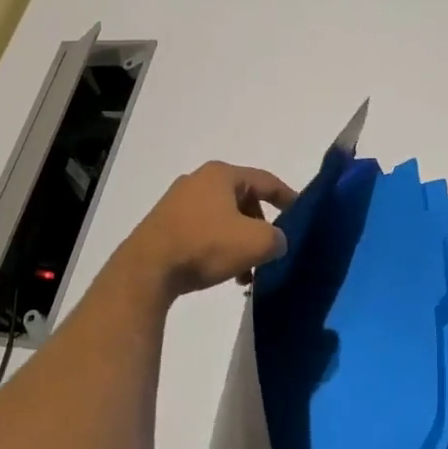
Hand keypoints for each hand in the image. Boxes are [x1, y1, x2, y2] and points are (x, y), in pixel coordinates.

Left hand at [118, 161, 297, 297]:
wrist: (146, 270)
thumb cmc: (205, 246)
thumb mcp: (255, 242)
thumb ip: (277, 238)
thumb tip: (276, 241)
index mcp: (221, 174)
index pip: (266, 180)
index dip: (288, 197)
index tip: (301, 213)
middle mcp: (198, 181)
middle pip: (244, 200)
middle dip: (260, 227)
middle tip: (269, 250)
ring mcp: (177, 202)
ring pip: (223, 220)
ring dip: (239, 243)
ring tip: (246, 273)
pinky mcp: (164, 225)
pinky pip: (203, 232)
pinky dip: (219, 248)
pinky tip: (223, 273)